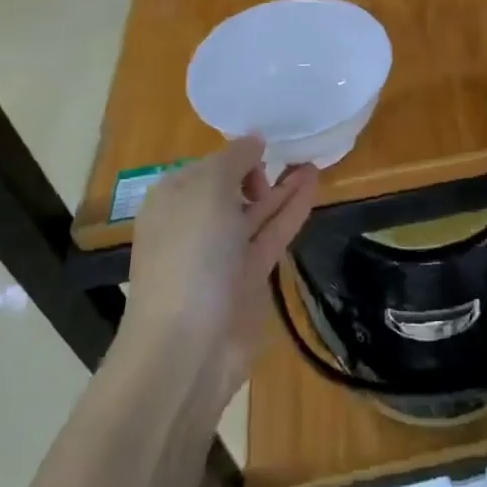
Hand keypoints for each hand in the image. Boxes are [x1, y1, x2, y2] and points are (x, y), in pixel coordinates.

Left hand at [123, 136, 318, 412]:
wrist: (188, 345)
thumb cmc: (191, 255)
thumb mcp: (207, 190)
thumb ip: (232, 160)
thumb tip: (253, 141)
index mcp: (172, 200)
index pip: (208, 166)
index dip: (237, 154)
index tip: (270, 142)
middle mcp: (194, 224)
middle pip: (232, 189)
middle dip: (261, 170)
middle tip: (296, 151)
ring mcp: (222, 254)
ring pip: (257, 212)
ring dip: (283, 187)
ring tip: (314, 162)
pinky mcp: (248, 277)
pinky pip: (272, 234)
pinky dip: (292, 210)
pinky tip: (313, 187)